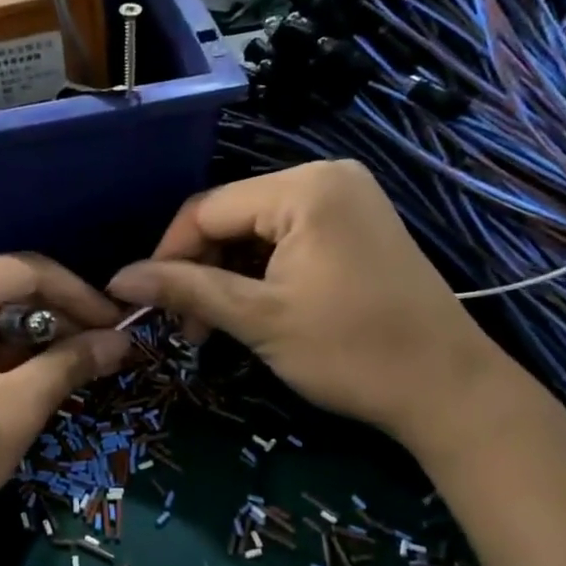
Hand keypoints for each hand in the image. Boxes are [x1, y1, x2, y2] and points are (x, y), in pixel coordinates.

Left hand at [0, 254, 130, 564]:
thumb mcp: (16, 410)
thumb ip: (71, 363)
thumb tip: (122, 340)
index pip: (25, 271)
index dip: (80, 295)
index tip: (121, 324)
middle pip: (4, 286)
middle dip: (56, 317)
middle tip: (101, 349)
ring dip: (30, 335)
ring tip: (73, 365)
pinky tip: (29, 373)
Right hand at [107, 161, 511, 448]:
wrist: (447, 389)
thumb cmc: (350, 351)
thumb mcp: (258, 319)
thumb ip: (186, 290)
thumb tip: (118, 280)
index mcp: (303, 187)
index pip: (206, 209)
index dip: (168, 255)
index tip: (146, 304)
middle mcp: (325, 176)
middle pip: (230, 215)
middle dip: (200, 269)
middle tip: (188, 327)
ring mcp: (346, 199)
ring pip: (255, 230)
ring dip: (226, 275)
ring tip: (215, 326)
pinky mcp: (355, 224)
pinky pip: (286, 238)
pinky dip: (259, 272)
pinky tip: (252, 309)